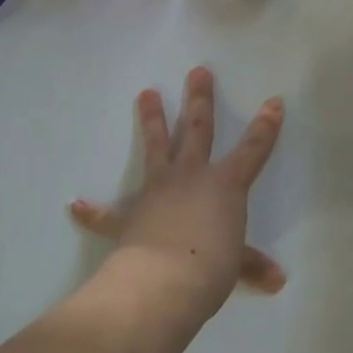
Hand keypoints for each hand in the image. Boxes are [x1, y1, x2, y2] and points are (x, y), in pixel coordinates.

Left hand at [69, 67, 285, 320]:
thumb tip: (278, 280)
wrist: (163, 282)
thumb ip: (251, 264)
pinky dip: (91, 211)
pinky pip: (107, 214)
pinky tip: (75, 205)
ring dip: (151, 121)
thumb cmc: (210, 268)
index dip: (265, 127)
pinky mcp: (129, 216)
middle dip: (200, 100)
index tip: (274, 101)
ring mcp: (157, 191)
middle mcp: (191, 177)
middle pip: (198, 130)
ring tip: (146, 92)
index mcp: (224, 186)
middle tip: (197, 71)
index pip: (252, 150)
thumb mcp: (236, 265)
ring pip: (156, 147)